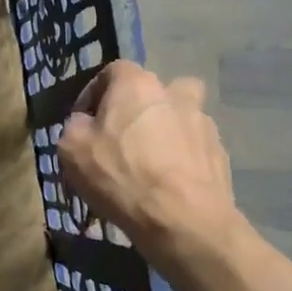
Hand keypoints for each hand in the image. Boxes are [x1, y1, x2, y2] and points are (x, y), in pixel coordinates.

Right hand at [58, 61, 252, 270]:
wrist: (184, 220)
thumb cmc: (120, 175)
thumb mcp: (71, 148)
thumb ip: (74, 126)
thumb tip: (85, 123)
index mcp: (136, 84)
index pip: (113, 71)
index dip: (95, 93)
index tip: (85, 120)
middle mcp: (174, 93)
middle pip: (153, 91)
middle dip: (137, 109)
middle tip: (122, 138)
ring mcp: (203, 123)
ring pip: (179, 117)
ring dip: (165, 131)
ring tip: (149, 164)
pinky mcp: (220, 154)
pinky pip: (194, 148)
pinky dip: (181, 159)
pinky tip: (168, 185)